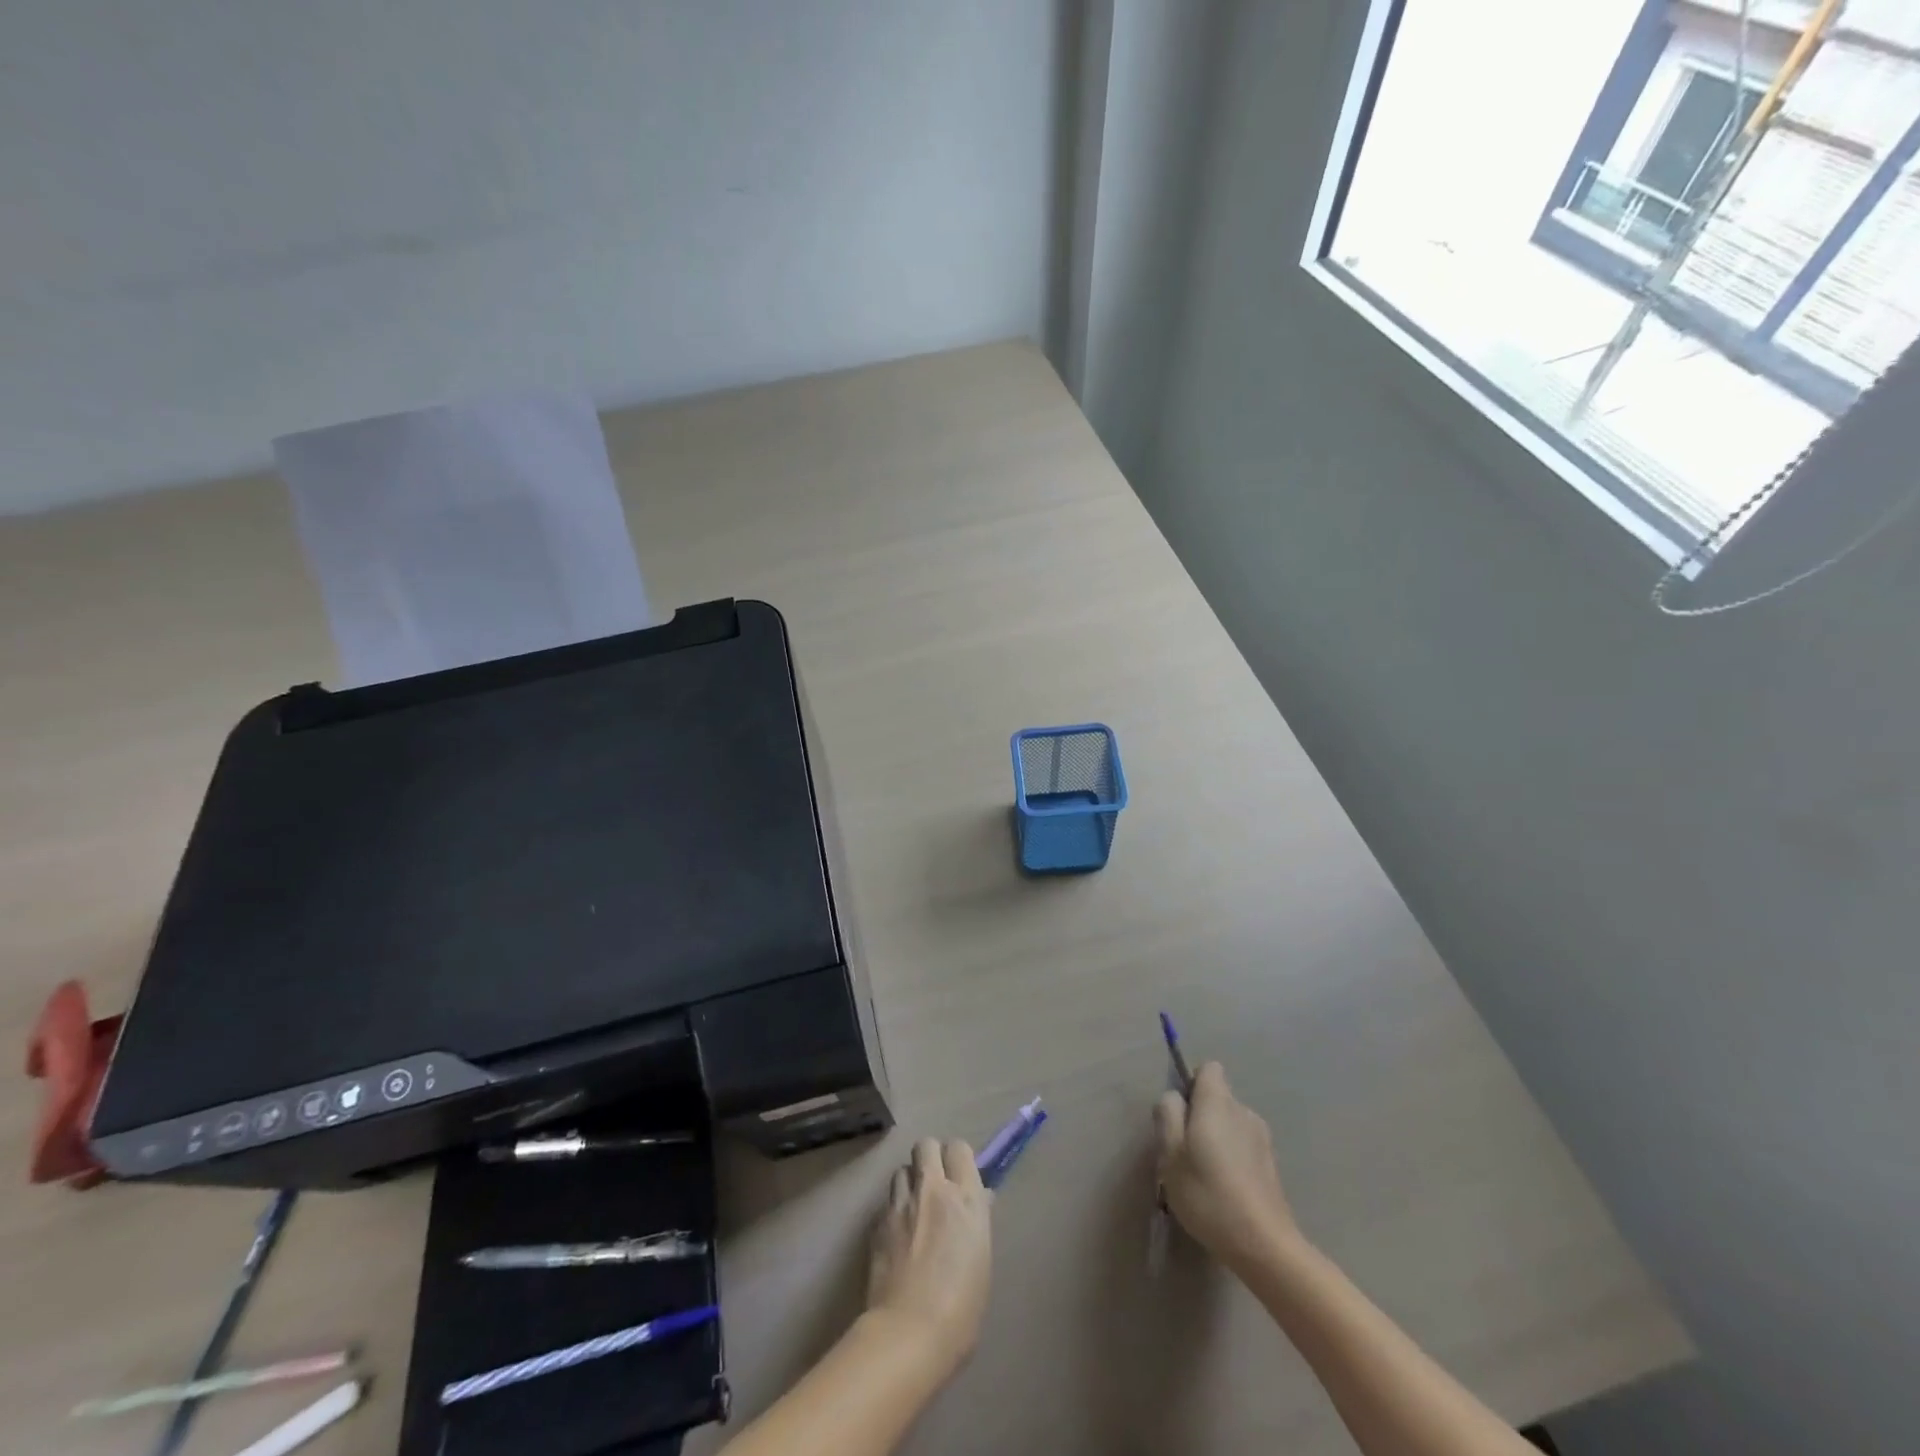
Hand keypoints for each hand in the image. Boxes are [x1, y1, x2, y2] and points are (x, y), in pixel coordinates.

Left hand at [865, 1137, 992, 1375]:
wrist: (909, 1334)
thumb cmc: (961, 1308)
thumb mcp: (982, 1260)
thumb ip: (977, 1220)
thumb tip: (979, 1199)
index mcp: (965, 1198)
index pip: (959, 1148)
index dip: (958, 1159)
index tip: (959, 1177)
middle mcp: (932, 1190)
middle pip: (926, 1145)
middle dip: (930, 1158)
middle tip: (935, 1185)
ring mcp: (901, 1204)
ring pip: (901, 1170)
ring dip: (909, 1183)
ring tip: (913, 1210)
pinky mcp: (877, 1223)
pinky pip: (886, 1203)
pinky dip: (893, 1212)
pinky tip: (897, 1237)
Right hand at [1155, 1061, 1301, 1272]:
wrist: (1264, 1245)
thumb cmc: (1208, 1194)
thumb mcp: (1171, 1154)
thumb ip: (1168, 1115)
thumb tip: (1173, 1097)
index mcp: (1218, 1102)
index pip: (1208, 1069)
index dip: (1191, 1085)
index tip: (1181, 1115)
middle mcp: (1243, 1110)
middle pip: (1218, 1097)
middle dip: (1200, 1115)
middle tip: (1185, 1152)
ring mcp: (1262, 1137)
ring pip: (1230, 1122)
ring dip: (1216, 1137)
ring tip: (1204, 1174)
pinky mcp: (1271, 1163)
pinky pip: (1243, 1145)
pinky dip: (1232, 1156)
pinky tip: (1225, 1189)